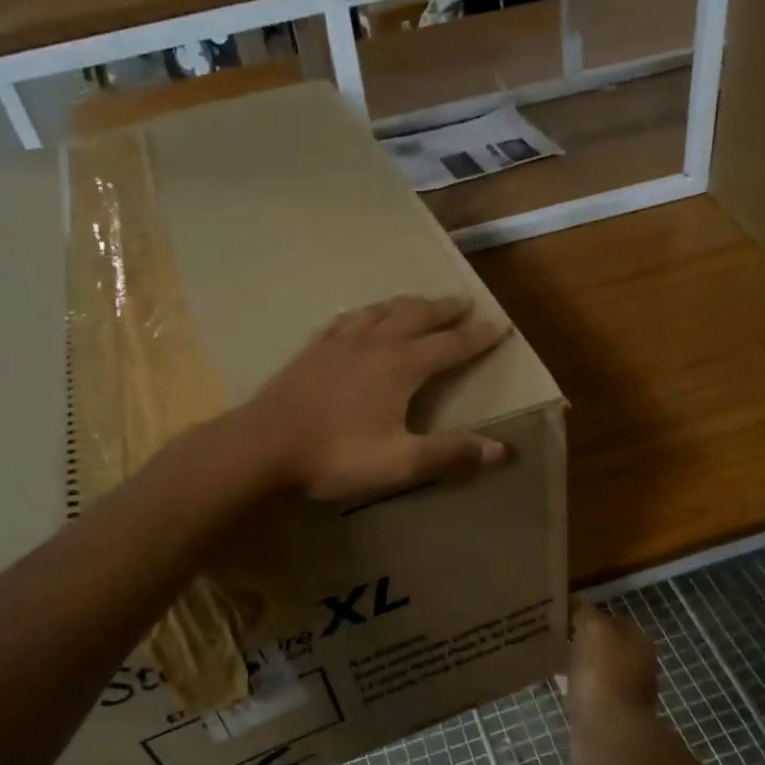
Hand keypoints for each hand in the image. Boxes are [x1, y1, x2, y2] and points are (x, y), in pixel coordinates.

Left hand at [238, 295, 511, 504]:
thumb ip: (450, 453)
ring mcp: (338, 343)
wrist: (262, 446)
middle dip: (443, 309)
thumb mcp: (400, 463)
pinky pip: (344, 321)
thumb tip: (502, 449)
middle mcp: (374, 344)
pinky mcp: (311, 350)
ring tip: (417, 302)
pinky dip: (363, 314)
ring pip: (380, 311)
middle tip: (463, 301)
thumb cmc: (335, 456)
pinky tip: (359, 316)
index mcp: (401, 367)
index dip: (478, 337)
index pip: (450, 346)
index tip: (500, 325)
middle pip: (416, 316)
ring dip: (405, 304)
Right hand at [565, 602, 662, 764]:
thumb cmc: (603, 674)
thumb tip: (575, 603)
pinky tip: (554, 681)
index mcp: (638, 640)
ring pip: (593, 666)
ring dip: (575, 662)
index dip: (584, 613)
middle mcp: (637, 663)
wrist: (608, 733)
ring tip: (548, 656)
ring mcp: (624, 690)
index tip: (557, 614)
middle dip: (579, 638)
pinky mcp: (608, 712)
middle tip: (550, 634)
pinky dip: (573, 684)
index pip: (609, 617)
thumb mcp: (593, 629)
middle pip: (602, 642)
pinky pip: (587, 689)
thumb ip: (584, 612)